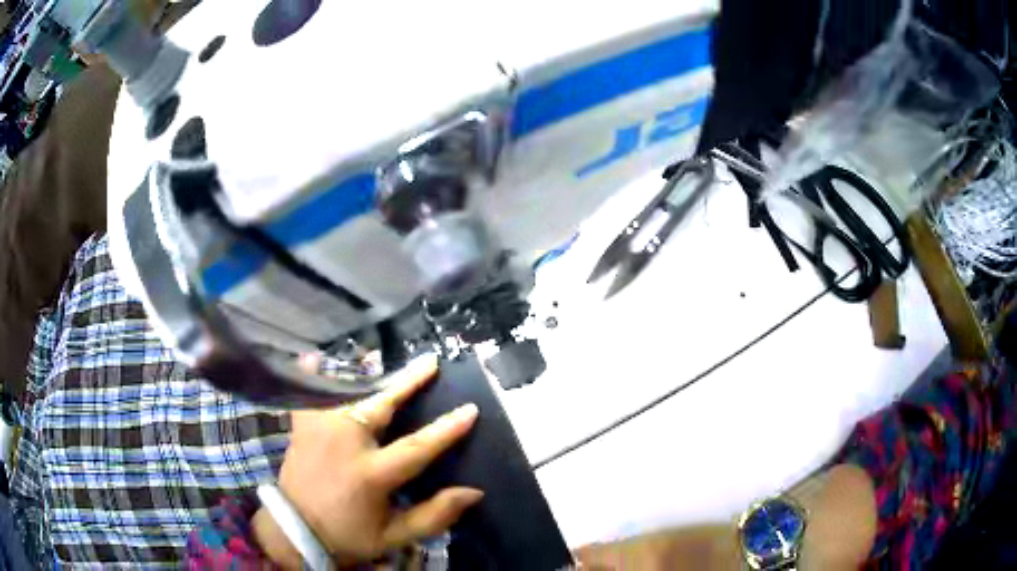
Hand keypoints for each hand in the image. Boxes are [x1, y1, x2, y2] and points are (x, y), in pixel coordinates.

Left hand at [252, 354, 482, 568]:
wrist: (295, 531)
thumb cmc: (349, 535)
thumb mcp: (394, 536)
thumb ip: (434, 516)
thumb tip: (473, 492)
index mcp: (371, 474)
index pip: (417, 446)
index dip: (447, 428)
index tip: (470, 408)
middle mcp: (345, 443)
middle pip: (381, 405)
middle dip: (409, 382)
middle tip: (430, 361)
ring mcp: (320, 430)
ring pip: (349, 393)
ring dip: (369, 376)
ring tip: (383, 356)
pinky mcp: (302, 427)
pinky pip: (309, 394)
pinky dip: (314, 376)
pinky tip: (314, 357)